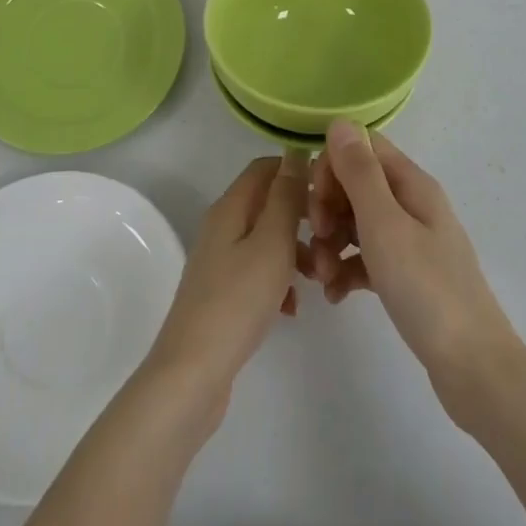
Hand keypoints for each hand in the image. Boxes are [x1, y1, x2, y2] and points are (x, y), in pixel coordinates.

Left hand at [142, 155, 305, 426]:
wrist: (194, 372)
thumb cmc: (238, 300)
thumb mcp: (272, 243)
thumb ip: (286, 198)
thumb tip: (296, 153)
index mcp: (230, 207)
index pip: (266, 167)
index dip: (298, 171)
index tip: (332, 192)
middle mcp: (222, 225)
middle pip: (268, 203)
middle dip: (303, 217)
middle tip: (330, 240)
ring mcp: (220, 259)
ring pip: (267, 239)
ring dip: (295, 252)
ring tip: (319, 278)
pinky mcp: (223, 291)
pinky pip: (258, 271)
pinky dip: (279, 280)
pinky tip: (293, 308)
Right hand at [304, 123, 520, 406]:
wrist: (473, 368)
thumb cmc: (426, 289)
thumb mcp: (385, 225)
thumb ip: (360, 172)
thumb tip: (340, 121)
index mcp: (411, 184)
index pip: (362, 148)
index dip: (332, 167)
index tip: (316, 202)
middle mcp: (412, 205)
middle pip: (357, 185)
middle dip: (328, 208)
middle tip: (317, 241)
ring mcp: (412, 242)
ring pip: (358, 223)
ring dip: (332, 243)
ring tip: (321, 278)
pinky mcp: (407, 276)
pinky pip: (366, 258)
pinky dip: (347, 269)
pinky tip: (335, 296)